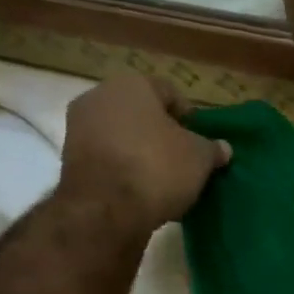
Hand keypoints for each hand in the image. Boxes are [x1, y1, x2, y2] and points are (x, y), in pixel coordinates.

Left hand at [56, 74, 229, 230]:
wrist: (106, 209)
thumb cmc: (157, 168)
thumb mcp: (199, 158)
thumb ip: (212, 149)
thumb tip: (223, 148)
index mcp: (132, 85)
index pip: (169, 93)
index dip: (190, 117)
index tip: (201, 142)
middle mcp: (99, 97)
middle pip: (141, 114)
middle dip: (162, 134)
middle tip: (183, 160)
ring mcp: (79, 128)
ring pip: (122, 136)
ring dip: (141, 152)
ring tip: (163, 179)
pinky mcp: (70, 160)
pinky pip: (107, 158)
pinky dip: (123, 169)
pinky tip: (140, 190)